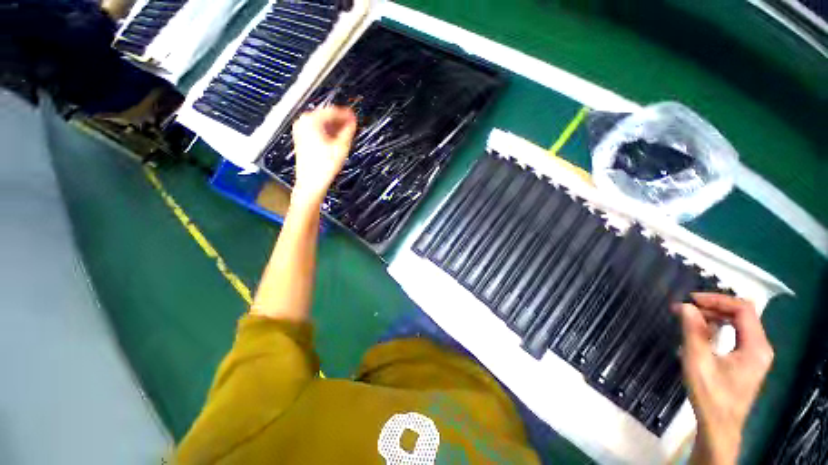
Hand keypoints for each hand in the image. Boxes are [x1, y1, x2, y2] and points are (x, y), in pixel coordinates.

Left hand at [290, 106, 356, 205]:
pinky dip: (328, 133)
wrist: (311, 182)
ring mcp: (300, 131)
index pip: (332, 111)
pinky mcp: (302, 140)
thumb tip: (353, 121)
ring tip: (347, 133)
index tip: (355, 116)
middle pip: (326, 117)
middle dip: (340, 121)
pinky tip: (337, 139)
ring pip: (322, 124)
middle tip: (352, 125)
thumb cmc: (324, 166)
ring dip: (335, 127)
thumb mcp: (341, 146)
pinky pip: (317, 131)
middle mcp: (303, 123)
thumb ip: (349, 131)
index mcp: (311, 120)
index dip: (345, 114)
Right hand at [678, 293, 773, 464]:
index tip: (691, 300)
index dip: (717, 299)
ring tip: (690, 318)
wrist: (719, 426)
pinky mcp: (748, 361)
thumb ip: (694, 331)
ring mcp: (756, 355)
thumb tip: (686, 306)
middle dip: (714, 307)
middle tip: (687, 309)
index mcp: (756, 346)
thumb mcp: (698, 361)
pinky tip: (702, 333)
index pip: (743, 309)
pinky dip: (719, 328)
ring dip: (715, 317)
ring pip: (739, 324)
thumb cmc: (711, 394)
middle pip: (743, 315)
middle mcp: (761, 347)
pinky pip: (737, 334)